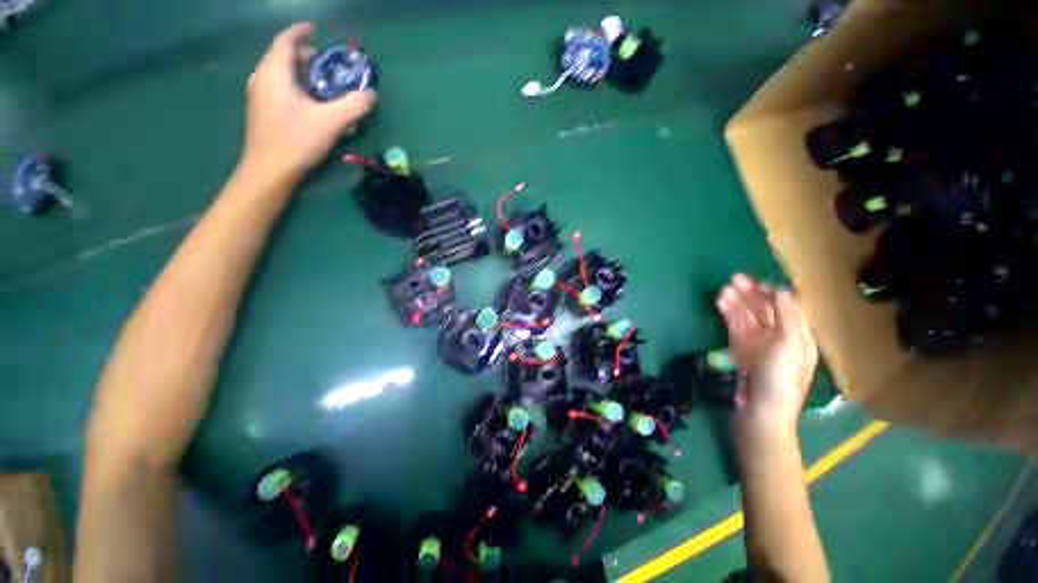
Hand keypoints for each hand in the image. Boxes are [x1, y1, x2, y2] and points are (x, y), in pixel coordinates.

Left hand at [243, 22, 375, 178]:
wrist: (269, 170)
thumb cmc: (297, 140)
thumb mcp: (331, 122)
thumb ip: (354, 106)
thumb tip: (371, 94)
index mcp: (275, 72)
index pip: (286, 40)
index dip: (301, 32)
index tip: (316, 29)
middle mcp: (262, 77)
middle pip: (282, 55)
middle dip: (304, 53)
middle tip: (326, 62)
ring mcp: (259, 94)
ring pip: (280, 72)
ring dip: (299, 70)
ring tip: (321, 80)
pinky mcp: (261, 110)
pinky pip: (278, 86)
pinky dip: (294, 84)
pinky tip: (309, 99)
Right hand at [716, 274, 817, 438]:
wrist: (761, 413)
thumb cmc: (780, 380)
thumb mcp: (790, 347)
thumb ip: (787, 318)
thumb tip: (781, 291)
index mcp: (798, 335)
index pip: (786, 306)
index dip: (772, 292)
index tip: (754, 282)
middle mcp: (779, 336)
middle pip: (765, 308)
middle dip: (750, 294)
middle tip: (731, 281)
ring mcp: (758, 342)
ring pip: (747, 315)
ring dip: (736, 302)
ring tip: (722, 291)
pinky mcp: (741, 348)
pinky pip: (735, 326)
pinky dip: (728, 314)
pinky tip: (720, 305)